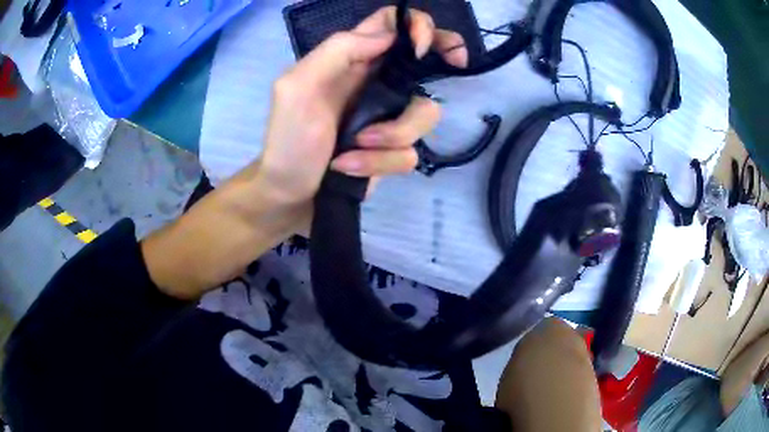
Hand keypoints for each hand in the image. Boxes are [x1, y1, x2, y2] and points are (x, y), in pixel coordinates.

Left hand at [257, 6, 467, 204]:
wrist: (290, 193)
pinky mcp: (392, 150)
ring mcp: (389, 117)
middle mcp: (378, 82)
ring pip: (426, 114)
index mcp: (353, 59)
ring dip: (393, 135)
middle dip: (446, 55)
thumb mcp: (298, 86)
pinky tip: (350, 167)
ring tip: (355, 146)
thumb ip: (339, 51)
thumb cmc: (288, 139)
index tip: (423, 45)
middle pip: (426, 58)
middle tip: (458, 62)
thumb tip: (389, 35)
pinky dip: (379, 162)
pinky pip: (409, 153)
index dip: (415, 24)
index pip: (390, 25)